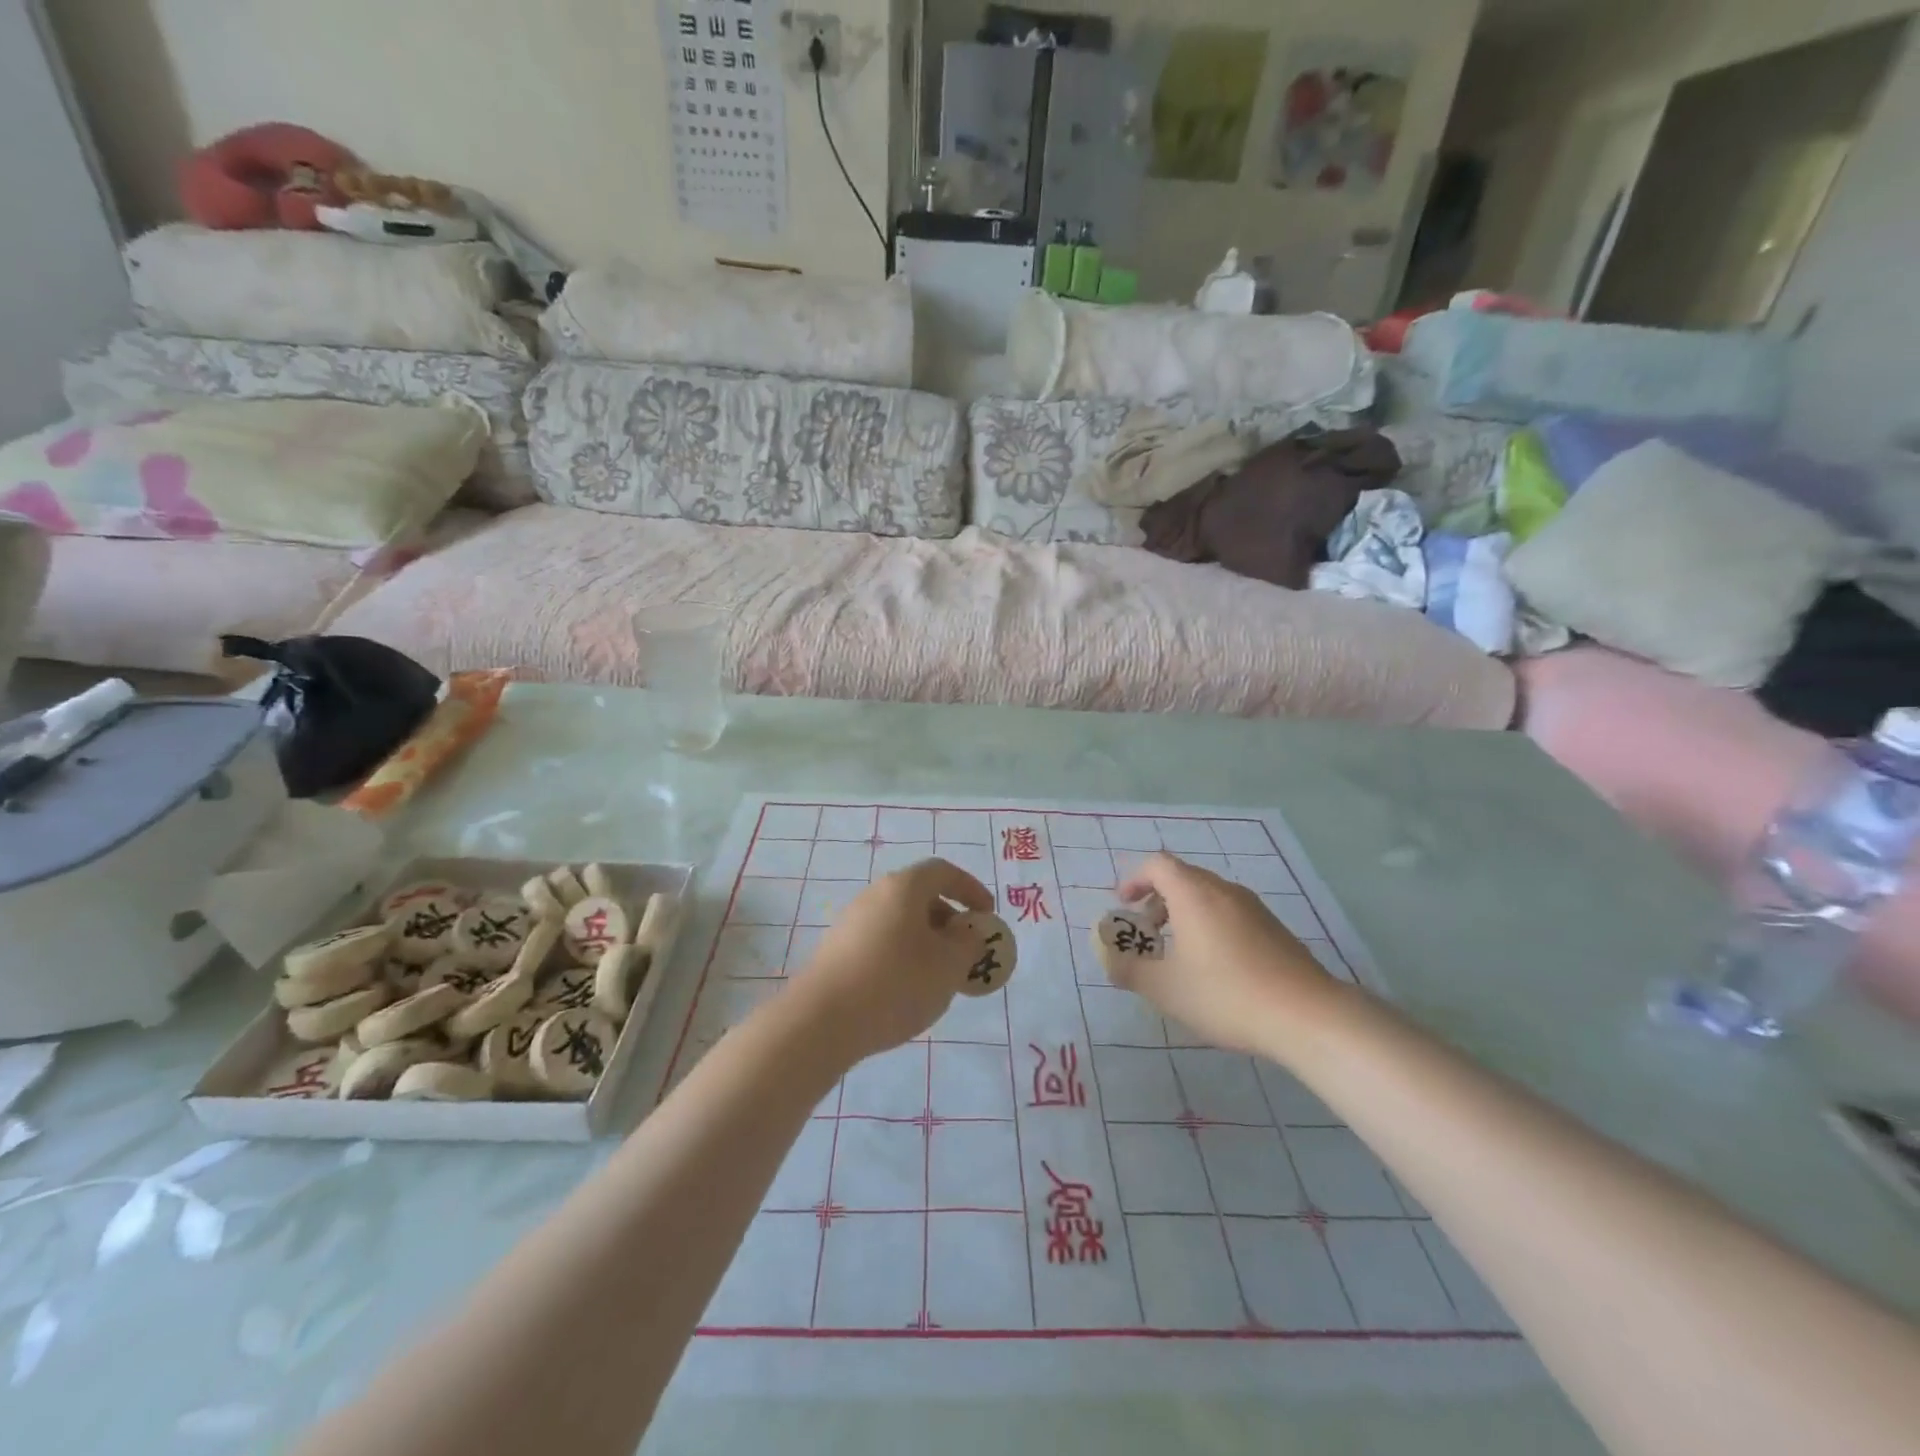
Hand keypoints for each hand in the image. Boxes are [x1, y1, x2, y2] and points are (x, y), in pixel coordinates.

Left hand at [792, 859, 995, 1063]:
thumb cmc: (896, 983)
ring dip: (926, 942)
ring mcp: (851, 923)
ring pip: (900, 923)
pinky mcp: (836, 952)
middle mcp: (874, 895)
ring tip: (940, 978)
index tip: (987, 915)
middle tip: (966, 952)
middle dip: (949, 921)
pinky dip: (902, 957)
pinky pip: (880, 943)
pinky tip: (906, 992)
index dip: (971, 888)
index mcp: (903, 887)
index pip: (943, 871)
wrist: (822, 1021)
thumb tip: (966, 932)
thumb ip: (968, 944)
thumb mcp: (948, 965)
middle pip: (920, 897)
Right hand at [1110, 853, 1344, 1056]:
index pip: (1157, 865)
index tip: (1124, 905)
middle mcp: (1224, 890)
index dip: (1135, 879)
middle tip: (1147, 932)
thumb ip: (1129, 970)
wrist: (1307, 1015)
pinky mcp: (1275, 928)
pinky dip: (1210, 925)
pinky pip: (1230, 913)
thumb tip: (1111, 961)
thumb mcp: (1165, 989)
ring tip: (1179, 953)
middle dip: (1158, 899)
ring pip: (1208, 896)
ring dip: (1185, 914)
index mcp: (1194, 894)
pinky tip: (1215, 967)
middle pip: (1183, 877)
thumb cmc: (1226, 994)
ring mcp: (1254, 908)